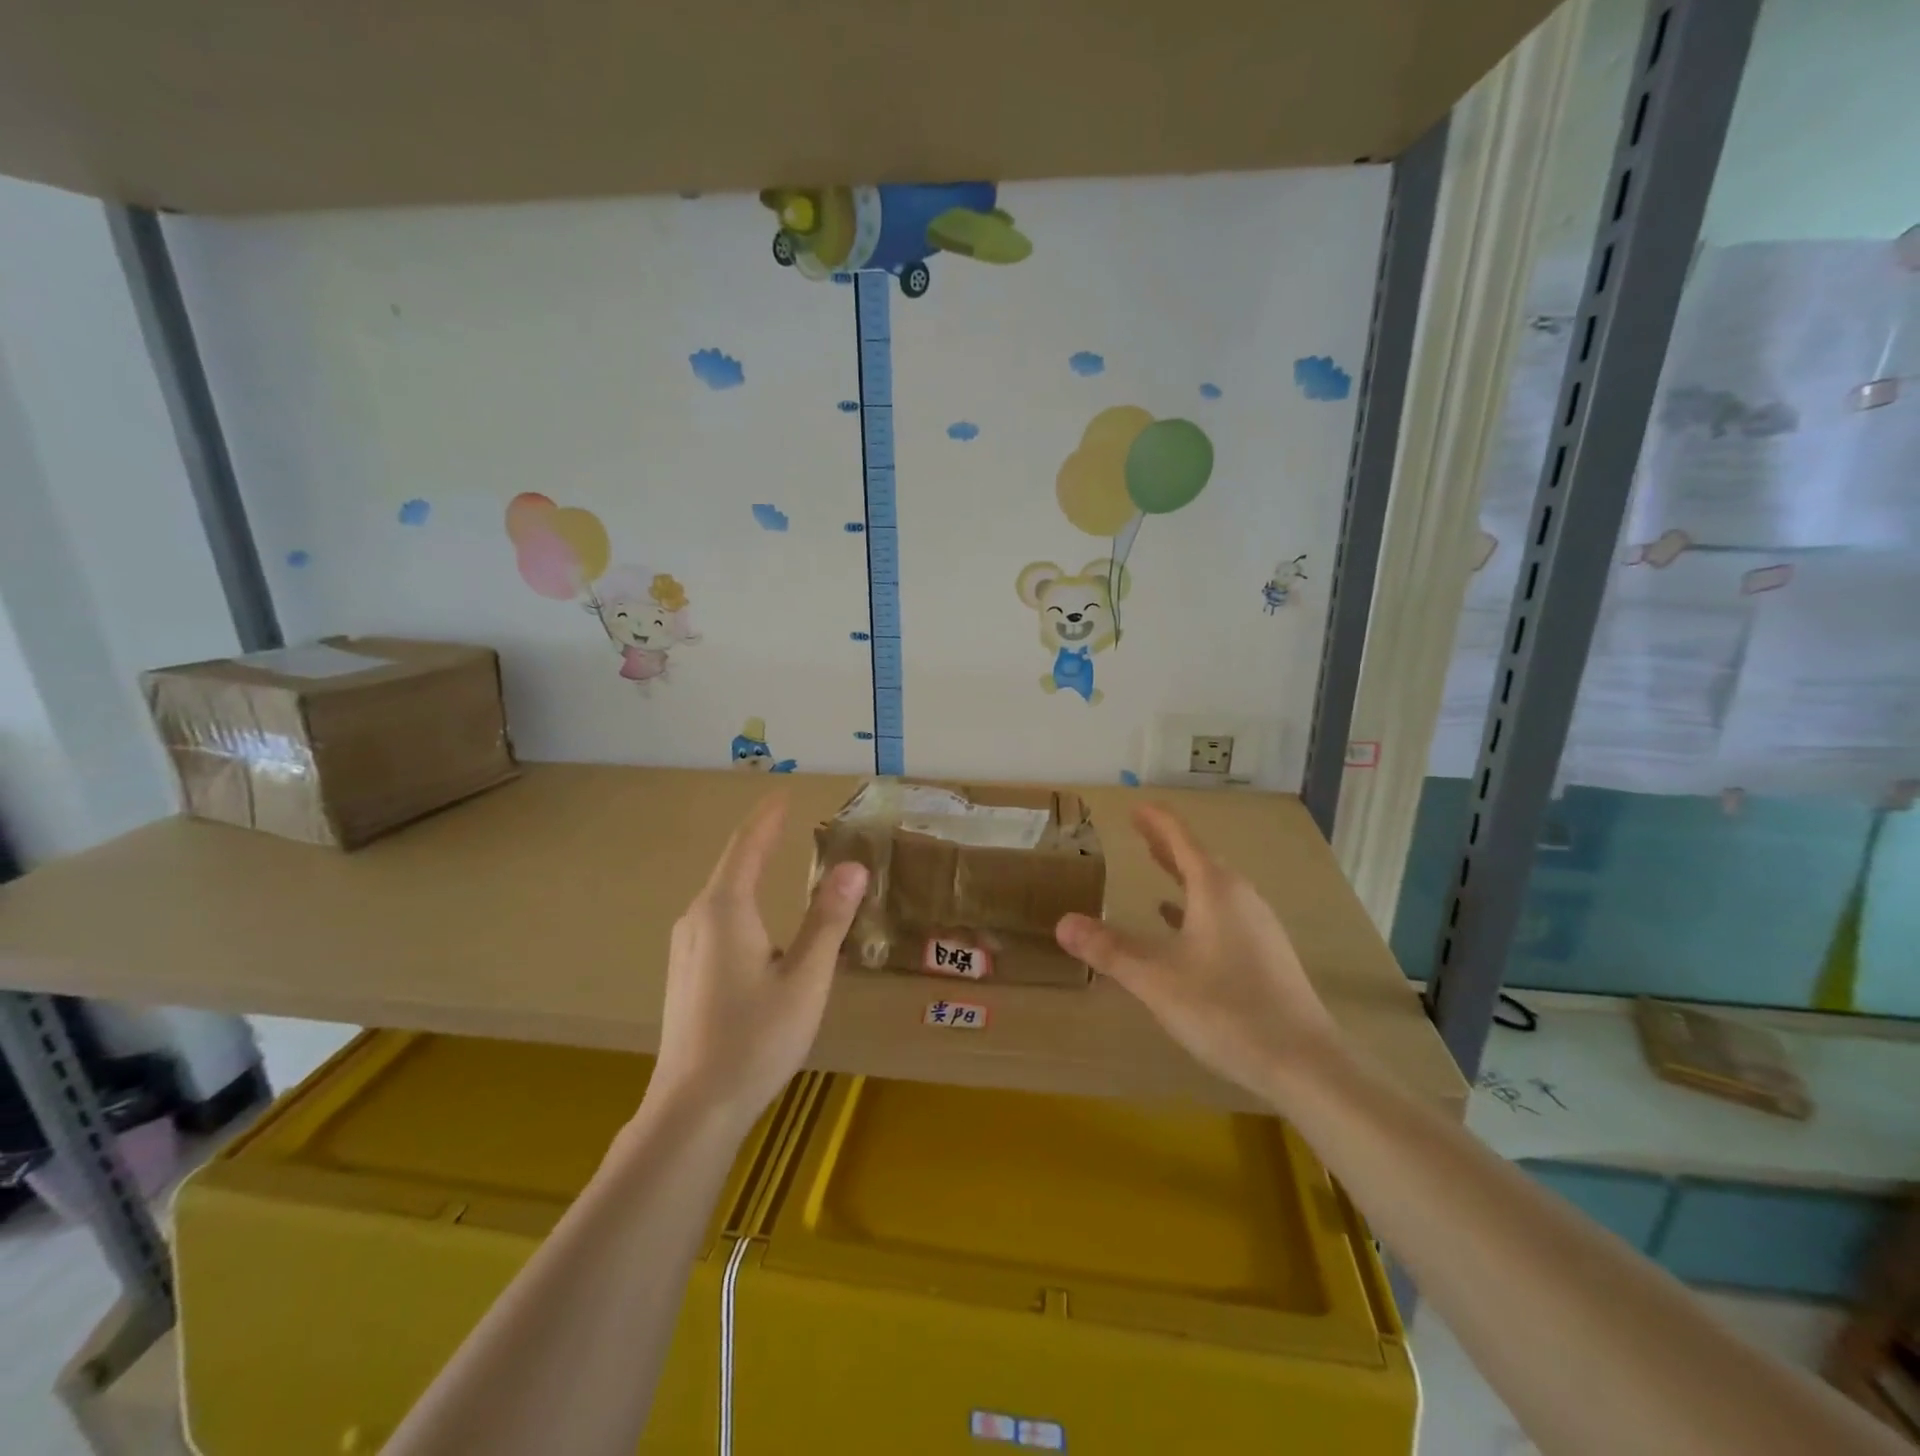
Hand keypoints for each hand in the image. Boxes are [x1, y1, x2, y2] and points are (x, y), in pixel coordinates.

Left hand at [650, 792, 867, 1131]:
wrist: (693, 1108)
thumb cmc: (755, 1039)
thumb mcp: (806, 978)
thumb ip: (829, 920)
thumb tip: (853, 866)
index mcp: (725, 910)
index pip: (747, 847)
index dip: (767, 817)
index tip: (783, 792)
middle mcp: (698, 918)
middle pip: (732, 866)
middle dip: (759, 839)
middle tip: (786, 818)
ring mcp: (685, 947)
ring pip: (721, 894)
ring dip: (749, 870)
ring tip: (774, 856)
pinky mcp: (684, 971)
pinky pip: (716, 917)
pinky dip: (740, 898)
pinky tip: (754, 916)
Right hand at [1055, 804, 1340, 1103]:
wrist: (1304, 1062)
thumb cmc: (1225, 1009)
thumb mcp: (1156, 979)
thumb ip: (1109, 949)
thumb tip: (1063, 923)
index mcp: (1215, 890)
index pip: (1181, 840)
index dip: (1156, 821)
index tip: (1136, 806)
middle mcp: (1240, 898)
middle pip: (1199, 859)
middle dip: (1167, 843)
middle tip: (1140, 829)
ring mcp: (1258, 926)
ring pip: (1214, 886)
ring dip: (1184, 872)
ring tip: (1158, 865)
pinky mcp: (1265, 953)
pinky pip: (1224, 912)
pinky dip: (1197, 905)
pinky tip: (1181, 922)